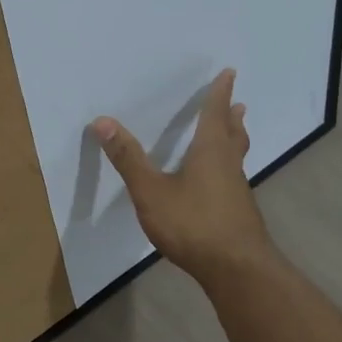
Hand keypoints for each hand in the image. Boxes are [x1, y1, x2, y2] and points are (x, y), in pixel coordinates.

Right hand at [92, 68, 275, 285]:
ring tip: (234, 135)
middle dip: (231, 117)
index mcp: (210, 152)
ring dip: (234, 141)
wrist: (235, 269)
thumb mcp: (151, 191)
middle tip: (237, 104)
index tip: (230, 73)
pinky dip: (228, 168)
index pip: (214, 115)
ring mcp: (237, 191)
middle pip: (232, 135)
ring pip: (236, 157)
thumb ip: (128, 158)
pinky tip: (220, 183)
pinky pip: (233, 179)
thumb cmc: (193, 224)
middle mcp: (228, 166)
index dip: (219, 94)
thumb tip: (102, 121)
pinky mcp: (238, 213)